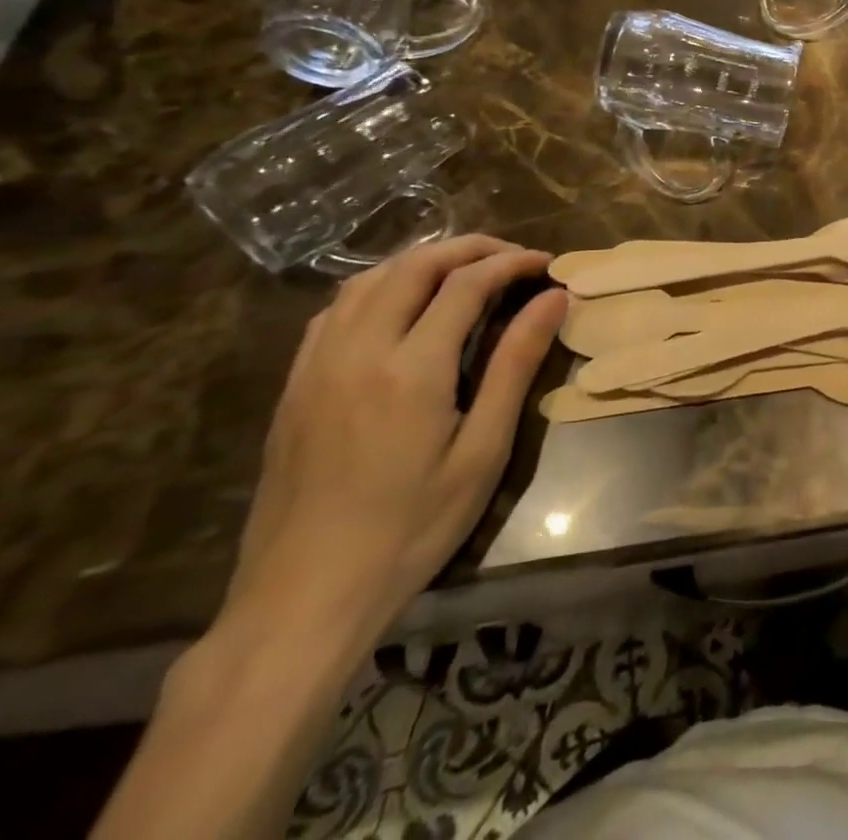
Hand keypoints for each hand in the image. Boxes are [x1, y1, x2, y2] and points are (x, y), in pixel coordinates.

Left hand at [222, 236, 567, 653]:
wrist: (303, 598)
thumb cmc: (411, 529)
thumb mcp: (482, 451)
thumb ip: (516, 365)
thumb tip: (553, 299)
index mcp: (411, 369)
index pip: (467, 284)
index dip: (511, 264)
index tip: (546, 264)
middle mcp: (359, 350)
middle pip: (415, 266)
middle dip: (470, 249)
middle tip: (512, 258)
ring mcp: (317, 365)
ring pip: (369, 279)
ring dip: (422, 261)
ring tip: (464, 271)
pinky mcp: (294, 384)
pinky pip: (335, 309)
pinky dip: (378, 287)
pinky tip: (400, 305)